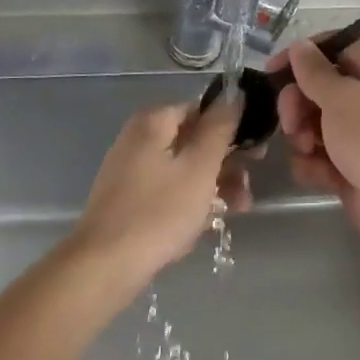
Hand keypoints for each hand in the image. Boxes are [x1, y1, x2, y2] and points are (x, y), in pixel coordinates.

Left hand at [71, 99, 249, 289]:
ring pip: (183, 168)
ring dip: (213, 186)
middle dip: (225, 164)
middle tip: (246, 189)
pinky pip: (168, 189)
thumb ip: (220, 127)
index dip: (233, 129)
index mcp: (153, 122)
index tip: (256, 155)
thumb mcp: (200, 167)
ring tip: (235, 211)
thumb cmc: (159, 212)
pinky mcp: (128, 198)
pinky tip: (205, 224)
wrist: (104, 267)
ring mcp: (130, 169)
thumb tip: (235, 93)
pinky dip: (189, 200)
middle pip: (194, 141)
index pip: (202, 111)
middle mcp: (138, 138)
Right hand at [269, 38, 359, 255]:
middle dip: (298, 104)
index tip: (273, 71)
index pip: (336, 47)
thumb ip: (315, 72)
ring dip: (302, 137)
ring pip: (315, 124)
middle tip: (291, 123)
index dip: (303, 54)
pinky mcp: (352, 167)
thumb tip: (300, 46)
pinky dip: (315, 165)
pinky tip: (319, 176)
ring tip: (307, 151)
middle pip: (320, 87)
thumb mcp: (344, 99)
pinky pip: (321, 156)